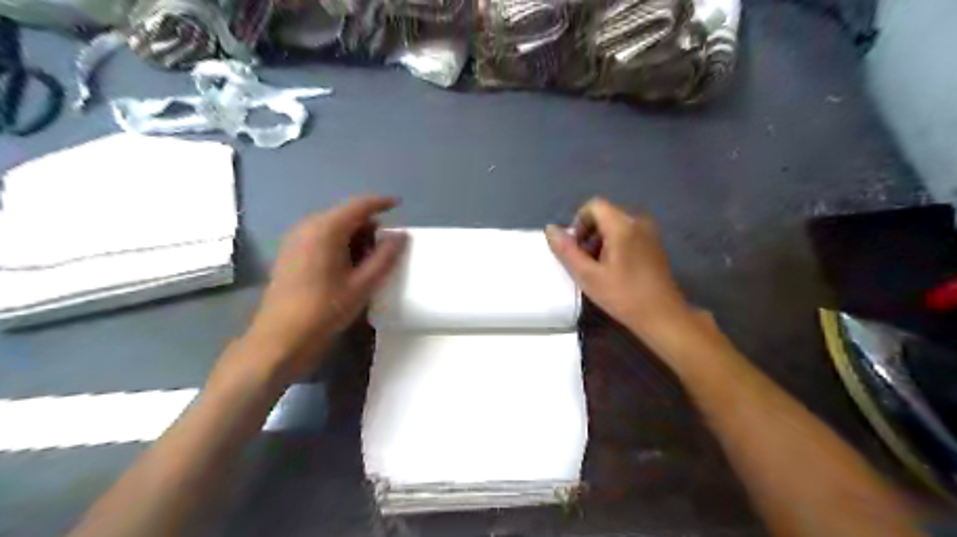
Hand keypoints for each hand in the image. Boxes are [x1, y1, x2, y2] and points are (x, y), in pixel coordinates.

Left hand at [244, 197, 405, 381]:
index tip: (399, 205)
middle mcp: (307, 227)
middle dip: (368, 226)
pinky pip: (320, 238)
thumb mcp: (362, 285)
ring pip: (333, 227)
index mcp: (325, 230)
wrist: (279, 339)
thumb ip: (385, 257)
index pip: (359, 205)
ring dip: (354, 237)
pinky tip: (348, 267)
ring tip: (369, 261)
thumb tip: (401, 236)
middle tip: (386, 247)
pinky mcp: (290, 254)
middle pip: (345, 215)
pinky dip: (339, 244)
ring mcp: (295, 240)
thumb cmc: (324, 310)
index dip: (381, 202)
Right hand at [549, 198, 692, 339]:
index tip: (576, 248)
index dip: (578, 223)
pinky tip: (614, 270)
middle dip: (588, 233)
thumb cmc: (623, 296)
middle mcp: (638, 222)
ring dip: (600, 241)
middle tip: (584, 261)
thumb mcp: (587, 275)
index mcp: (623, 225)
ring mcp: (649, 233)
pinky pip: (628, 234)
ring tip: (597, 268)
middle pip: (605, 214)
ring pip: (615, 226)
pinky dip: (614, 245)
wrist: (662, 316)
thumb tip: (550, 229)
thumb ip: (566, 250)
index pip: (594, 205)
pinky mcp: (654, 245)